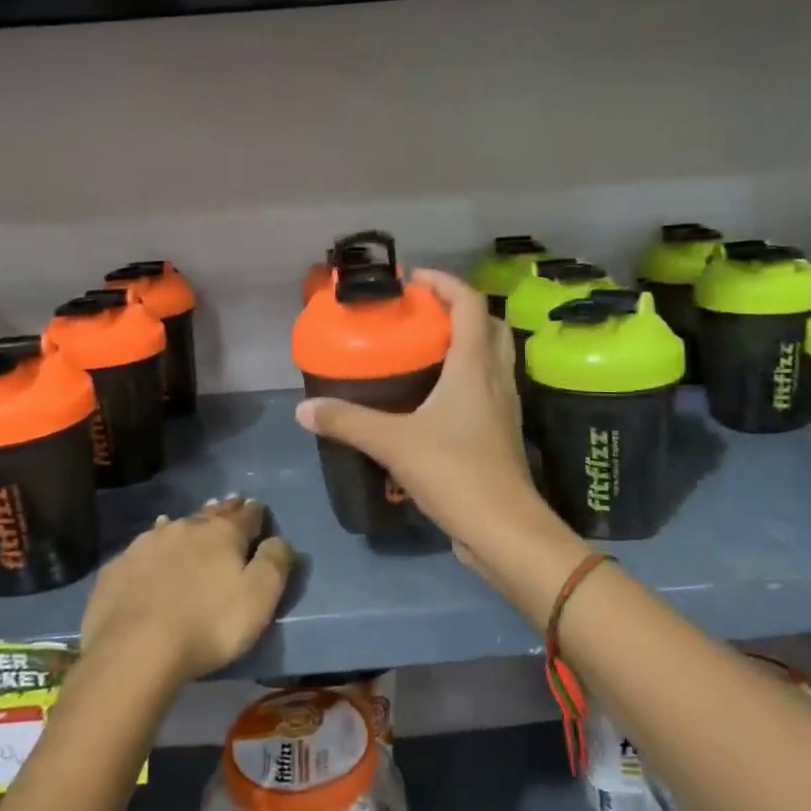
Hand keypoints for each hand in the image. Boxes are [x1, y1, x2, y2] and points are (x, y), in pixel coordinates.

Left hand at [80, 498, 294, 683]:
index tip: (258, 510)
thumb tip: (279, 539)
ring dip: (185, 527)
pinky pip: (141, 551)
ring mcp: (145, 545)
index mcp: (222, 533)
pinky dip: (153, 551)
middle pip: (209, 515)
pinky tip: (150, 556)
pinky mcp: (116, 569)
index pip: (246, 514)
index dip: (255, 513)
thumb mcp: (260, 598)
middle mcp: (184, 528)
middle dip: (222, 511)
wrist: (134, 651)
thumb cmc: (209, 625)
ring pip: (173, 527)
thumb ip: (275, 562)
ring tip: (191, 526)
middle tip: (230, 506)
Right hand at [294, 269, 561, 573]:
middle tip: (421, 315)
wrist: (505, 530)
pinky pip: (489, 387)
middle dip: (459, 309)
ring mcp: (505, 407)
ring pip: (493, 357)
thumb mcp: (394, 443)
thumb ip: (348, 423)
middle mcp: (496, 379)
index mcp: (475, 367)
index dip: (444, 282)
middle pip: (489, 325)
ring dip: (466, 342)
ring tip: (425, 350)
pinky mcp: (502, 433)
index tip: (413, 280)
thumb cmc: (456, 473)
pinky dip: (468, 377)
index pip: (469, 303)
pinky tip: (436, 397)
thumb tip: (305, 409)